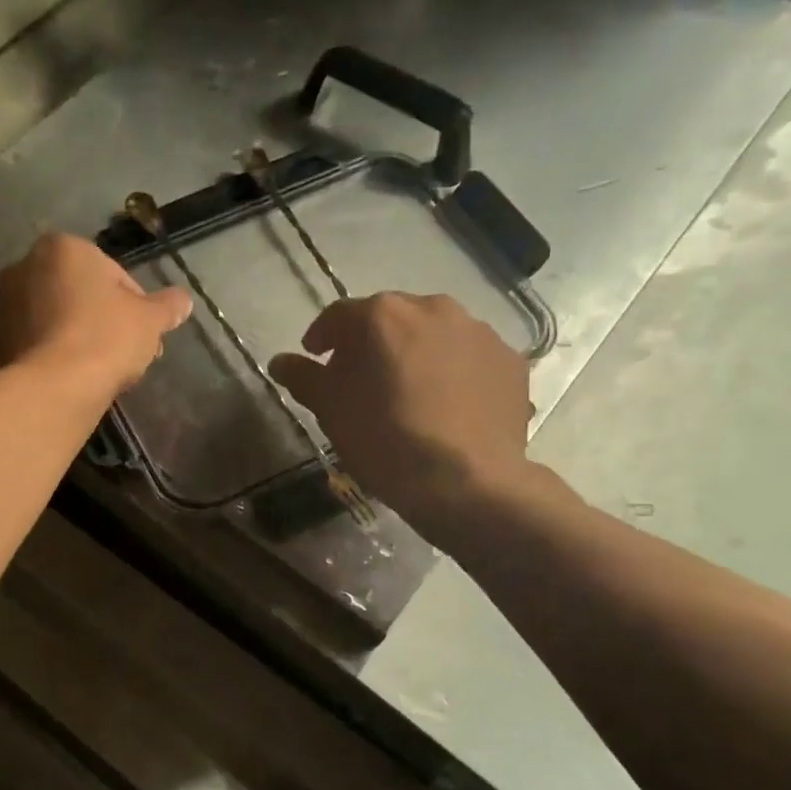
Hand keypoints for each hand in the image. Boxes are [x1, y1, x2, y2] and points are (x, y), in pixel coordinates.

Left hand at [0, 232, 191, 399]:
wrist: (52, 387)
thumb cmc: (105, 338)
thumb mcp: (149, 320)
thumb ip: (167, 306)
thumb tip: (184, 301)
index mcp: (63, 247)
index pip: (112, 272)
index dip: (135, 305)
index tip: (145, 333)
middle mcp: (25, 265)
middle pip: (80, 293)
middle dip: (104, 319)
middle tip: (127, 352)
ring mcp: (5, 304)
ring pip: (58, 317)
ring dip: (80, 336)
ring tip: (103, 369)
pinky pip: (39, 341)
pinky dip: (57, 354)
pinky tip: (76, 378)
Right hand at [268, 293, 533, 536]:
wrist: (465, 482)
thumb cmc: (383, 439)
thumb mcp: (330, 410)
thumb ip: (302, 377)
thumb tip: (280, 362)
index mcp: (383, 315)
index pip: (339, 315)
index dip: (322, 337)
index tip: (316, 358)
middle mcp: (433, 308)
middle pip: (391, 318)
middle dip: (371, 343)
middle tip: (362, 379)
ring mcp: (478, 332)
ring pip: (434, 334)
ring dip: (415, 353)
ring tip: (409, 392)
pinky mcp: (510, 361)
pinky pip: (469, 358)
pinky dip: (453, 372)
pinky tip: (447, 405)